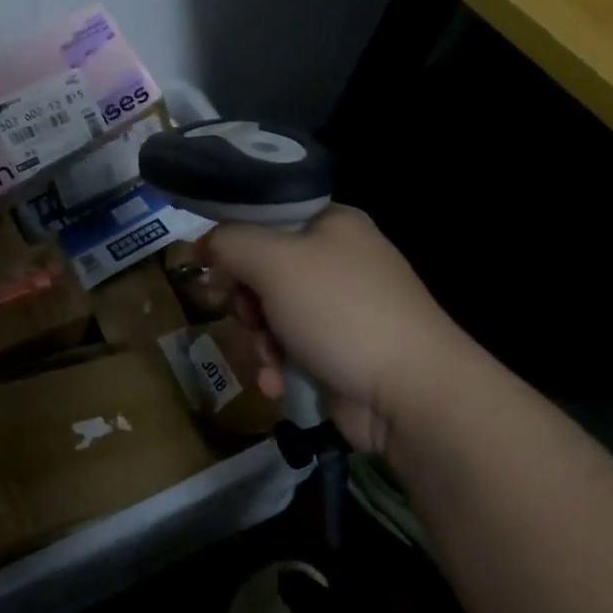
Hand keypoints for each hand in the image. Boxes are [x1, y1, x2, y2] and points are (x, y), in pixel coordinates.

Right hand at [202, 205, 478, 454]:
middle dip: (245, 302)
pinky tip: (276, 383)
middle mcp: (338, 260)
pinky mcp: (340, 352)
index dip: (231, 244)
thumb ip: (228, 243)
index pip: (264, 219)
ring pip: (270, 314)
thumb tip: (200, 245)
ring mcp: (341, 309)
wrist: (411, 394)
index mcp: (331, 224)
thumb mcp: (273, 261)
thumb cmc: (340, 310)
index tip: (210, 270)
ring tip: (268, 359)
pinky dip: (277, 365)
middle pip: (261, 271)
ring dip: (258, 340)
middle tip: (245, 317)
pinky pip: (289, 349)